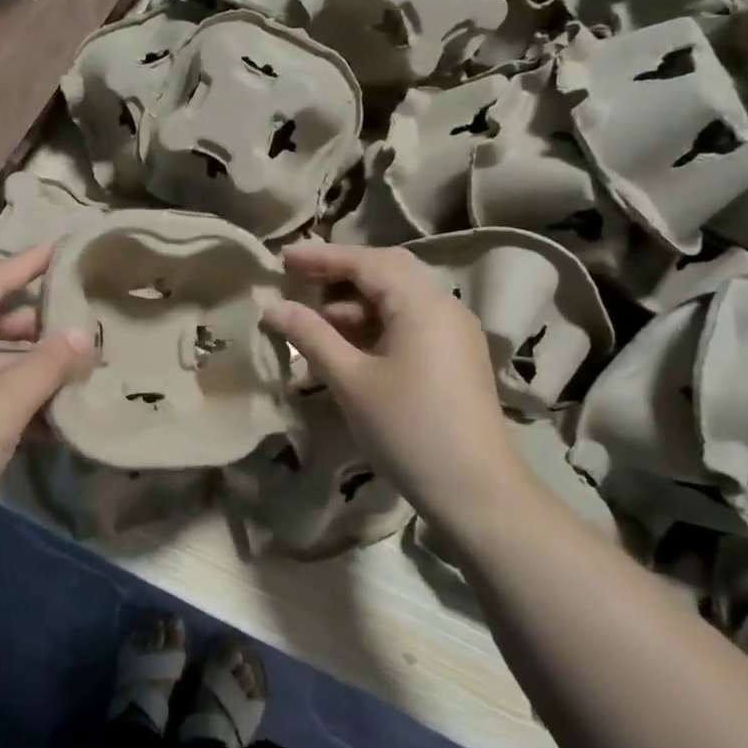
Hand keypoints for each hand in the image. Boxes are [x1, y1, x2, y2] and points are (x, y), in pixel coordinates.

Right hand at [263, 242, 521, 530]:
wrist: (475, 489)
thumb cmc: (408, 430)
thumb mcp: (351, 380)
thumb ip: (311, 336)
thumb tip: (272, 307)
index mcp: (422, 303)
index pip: (367, 261)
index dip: (322, 257)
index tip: (282, 259)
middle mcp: (444, 306)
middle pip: (388, 271)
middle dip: (340, 273)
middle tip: (298, 280)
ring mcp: (455, 332)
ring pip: (399, 299)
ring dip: (356, 303)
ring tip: (314, 322)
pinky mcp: (456, 357)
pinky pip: (411, 323)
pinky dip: (376, 325)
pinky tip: (347, 347)